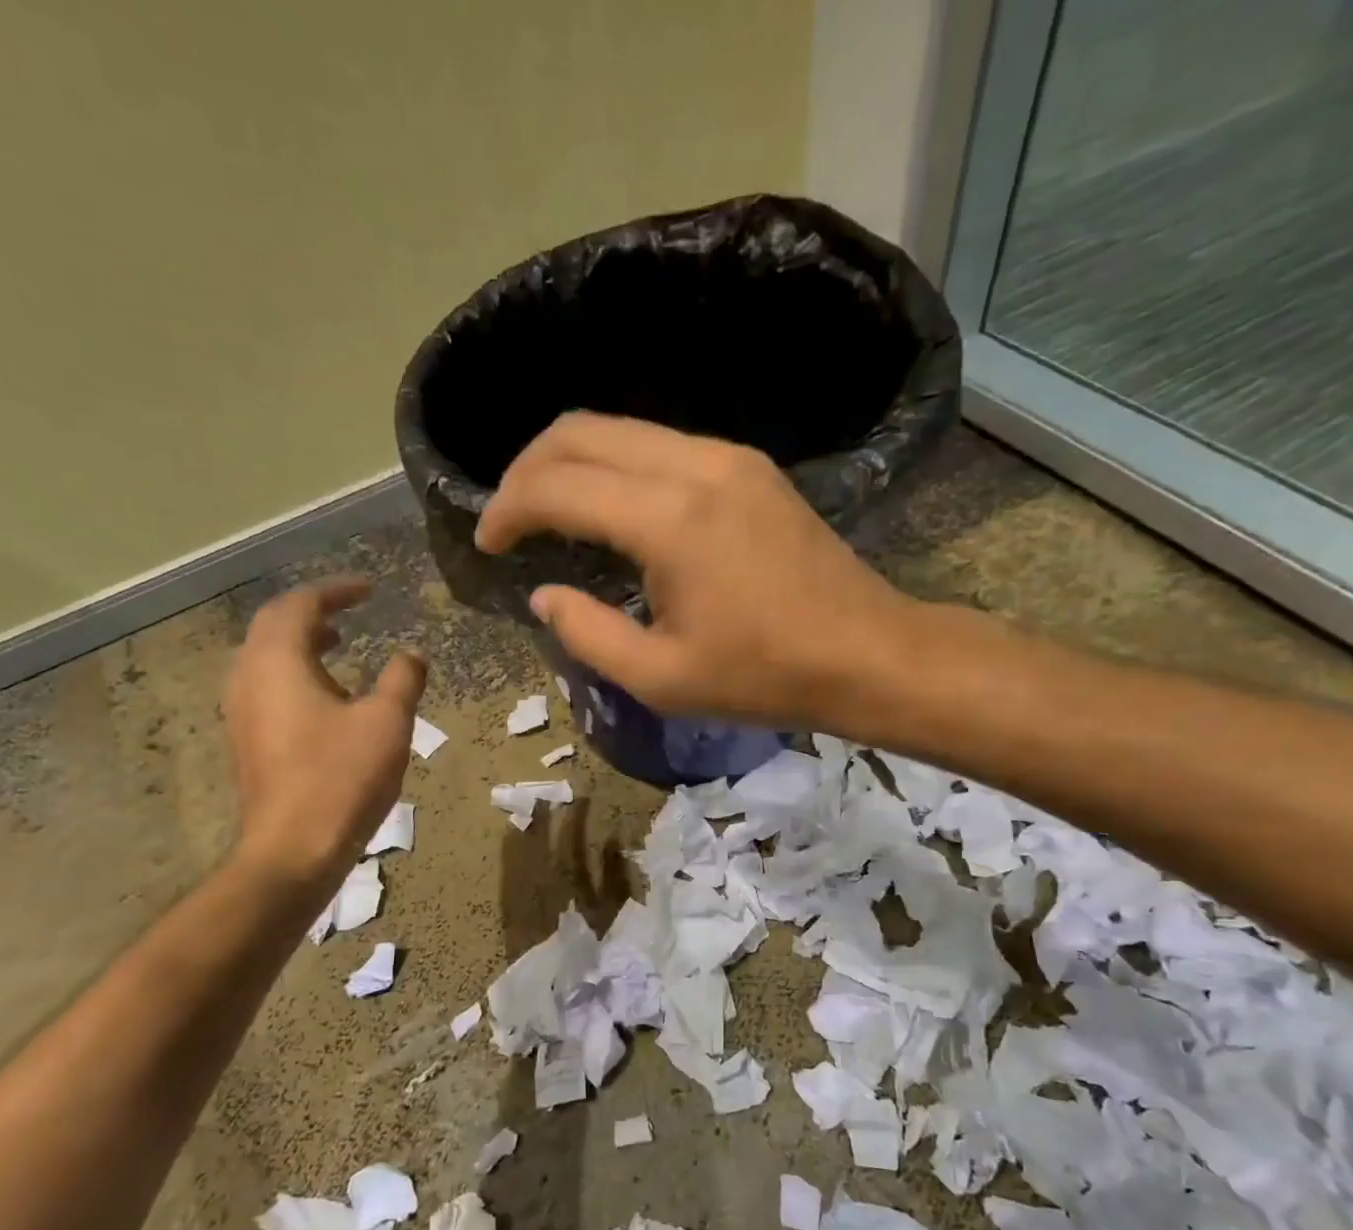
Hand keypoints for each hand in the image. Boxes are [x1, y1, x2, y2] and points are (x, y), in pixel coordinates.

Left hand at [224, 580, 425, 884]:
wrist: (293, 849)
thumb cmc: (341, 777)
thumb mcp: (387, 721)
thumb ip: (402, 678)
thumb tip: (411, 655)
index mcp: (277, 662)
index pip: (300, 605)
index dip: (336, 591)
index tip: (369, 589)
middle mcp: (248, 678)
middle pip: (274, 625)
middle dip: (313, 611)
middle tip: (351, 609)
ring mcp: (241, 712)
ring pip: (266, 657)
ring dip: (302, 642)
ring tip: (339, 643)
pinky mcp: (247, 740)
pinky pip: (267, 685)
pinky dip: (296, 672)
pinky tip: (328, 695)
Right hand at [474, 412, 918, 731]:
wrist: (866, 653)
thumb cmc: (763, 676)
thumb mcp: (660, 677)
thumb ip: (586, 634)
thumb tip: (543, 595)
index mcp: (668, 520)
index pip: (558, 486)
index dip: (508, 509)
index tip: (487, 543)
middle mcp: (694, 465)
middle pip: (581, 432)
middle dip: (528, 469)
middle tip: (508, 518)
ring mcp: (727, 456)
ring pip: (620, 429)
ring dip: (571, 462)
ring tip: (548, 511)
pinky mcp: (748, 466)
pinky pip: (659, 444)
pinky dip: (615, 466)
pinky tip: (609, 509)